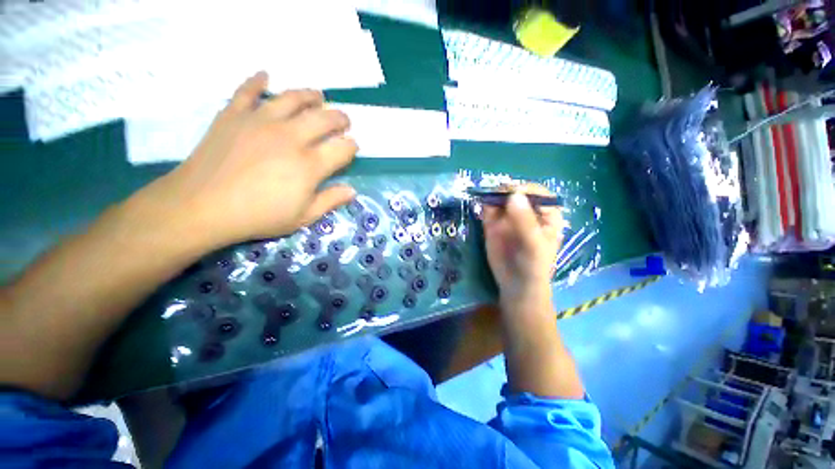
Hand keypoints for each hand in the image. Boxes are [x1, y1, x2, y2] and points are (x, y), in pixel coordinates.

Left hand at [144, 71, 357, 249]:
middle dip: (340, 118)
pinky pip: (247, 90)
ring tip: (318, 96)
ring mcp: (261, 121)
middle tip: (343, 121)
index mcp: (310, 164)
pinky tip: (265, 76)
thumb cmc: (258, 216)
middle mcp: (290, 137)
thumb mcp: (303, 217)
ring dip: (310, 96)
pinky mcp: (234, 115)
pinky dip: (257, 81)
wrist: (202, 207)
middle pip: (324, 119)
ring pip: (292, 98)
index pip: (342, 148)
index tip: (353, 147)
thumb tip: (352, 191)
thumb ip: (331, 201)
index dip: (352, 146)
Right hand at [481, 184, 564, 301]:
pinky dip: (484, 205)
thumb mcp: (534, 244)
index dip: (526, 190)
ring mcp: (509, 217)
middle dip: (506, 191)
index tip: (513, 195)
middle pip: (517, 192)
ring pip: (501, 199)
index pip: (538, 193)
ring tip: (487, 200)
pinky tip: (482, 209)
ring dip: (493, 196)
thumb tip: (514, 195)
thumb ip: (525, 221)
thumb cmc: (533, 266)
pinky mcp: (493, 223)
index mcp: (546, 214)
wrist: (515, 285)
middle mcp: (527, 211)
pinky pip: (488, 209)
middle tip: (495, 196)